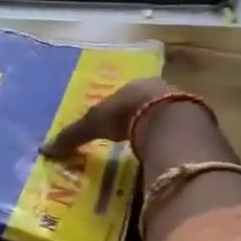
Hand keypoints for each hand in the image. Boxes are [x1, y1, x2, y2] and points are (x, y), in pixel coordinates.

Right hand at [42, 77, 182, 157]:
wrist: (170, 121)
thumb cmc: (126, 113)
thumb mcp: (93, 123)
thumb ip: (71, 137)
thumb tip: (43, 150)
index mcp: (133, 86)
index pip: (121, 97)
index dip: (115, 110)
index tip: (110, 124)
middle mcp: (158, 91)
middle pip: (144, 107)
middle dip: (136, 120)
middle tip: (127, 138)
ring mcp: (181, 106)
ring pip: (163, 119)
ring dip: (155, 132)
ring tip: (145, 150)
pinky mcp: (197, 125)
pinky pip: (179, 134)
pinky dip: (170, 144)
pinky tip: (164, 155)